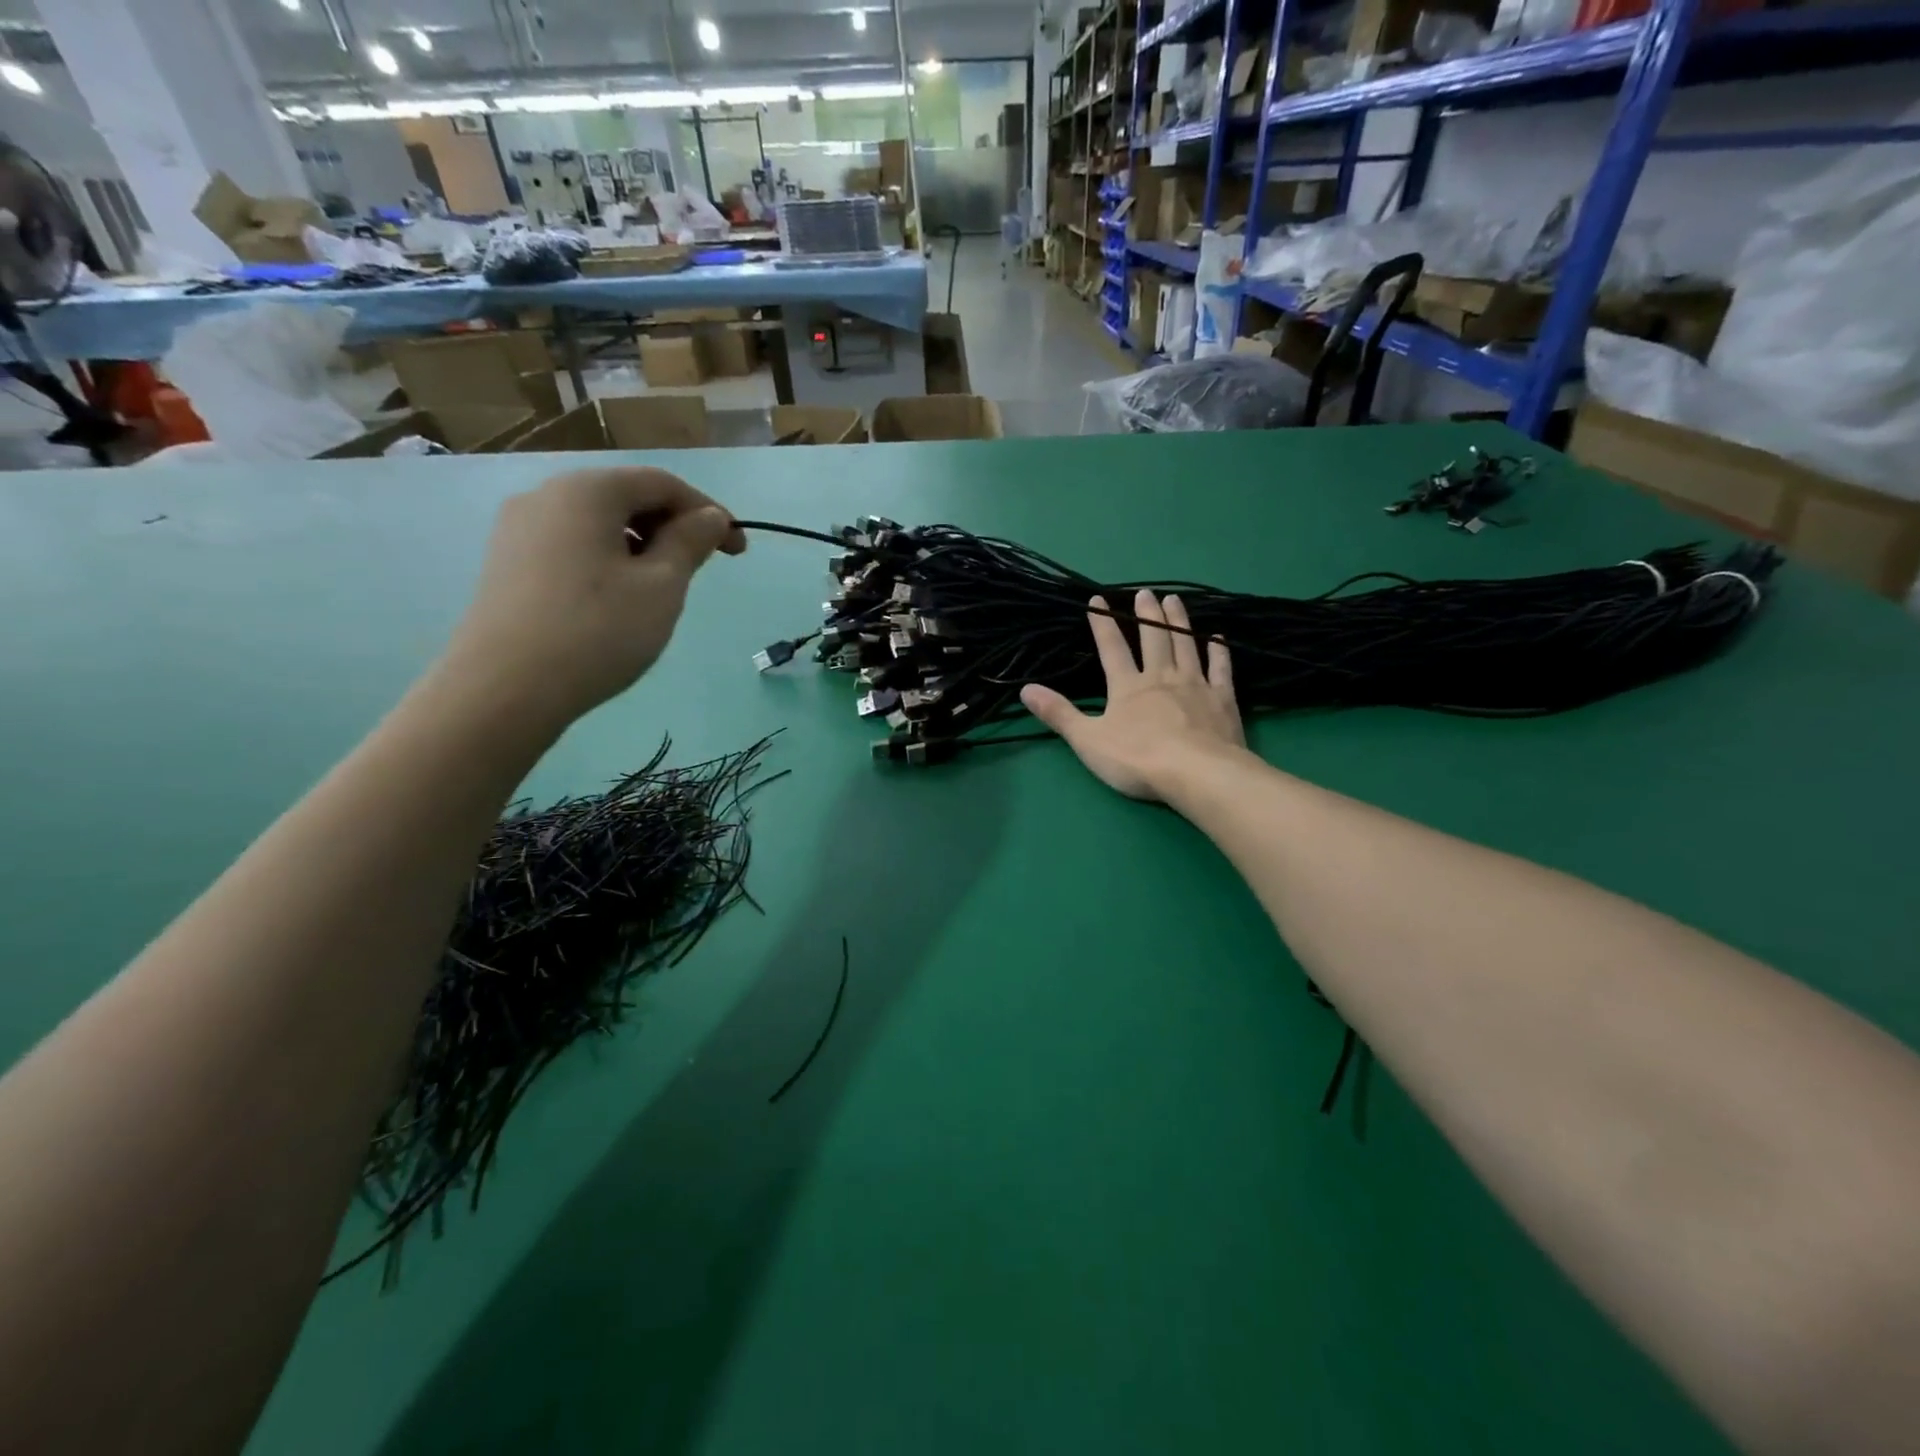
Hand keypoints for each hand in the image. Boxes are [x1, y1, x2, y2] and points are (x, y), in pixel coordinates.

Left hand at [440, 467, 744, 733]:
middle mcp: (546, 495)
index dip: (708, 512)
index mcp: (588, 490)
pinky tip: (618, 599)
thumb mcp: (662, 586)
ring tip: (663, 588)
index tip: (738, 551)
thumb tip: (710, 517)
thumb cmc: (597, 630)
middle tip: (702, 570)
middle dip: (673, 527)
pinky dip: (609, 560)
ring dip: (642, 545)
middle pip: (626, 497)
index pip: (662, 483)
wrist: (505, 689)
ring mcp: (519, 529)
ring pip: (599, 523)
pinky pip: (573, 545)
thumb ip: (690, 542)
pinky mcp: (508, 562)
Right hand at [1020, 590, 1245, 802]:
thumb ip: (1059, 714)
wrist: (1197, 773)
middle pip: (1153, 638)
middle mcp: (1161, 677)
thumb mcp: (1088, 740)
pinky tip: (1218, 638)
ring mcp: (1195, 685)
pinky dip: (1218, 652)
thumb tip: (1025, 689)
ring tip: (1174, 601)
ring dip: (1179, 622)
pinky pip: (1220, 669)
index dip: (1103, 624)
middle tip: (1146, 592)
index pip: (1112, 648)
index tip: (1098, 600)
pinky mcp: (1222, 699)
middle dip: (1147, 614)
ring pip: (1185, 645)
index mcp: (1127, 686)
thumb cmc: (1137, 759)